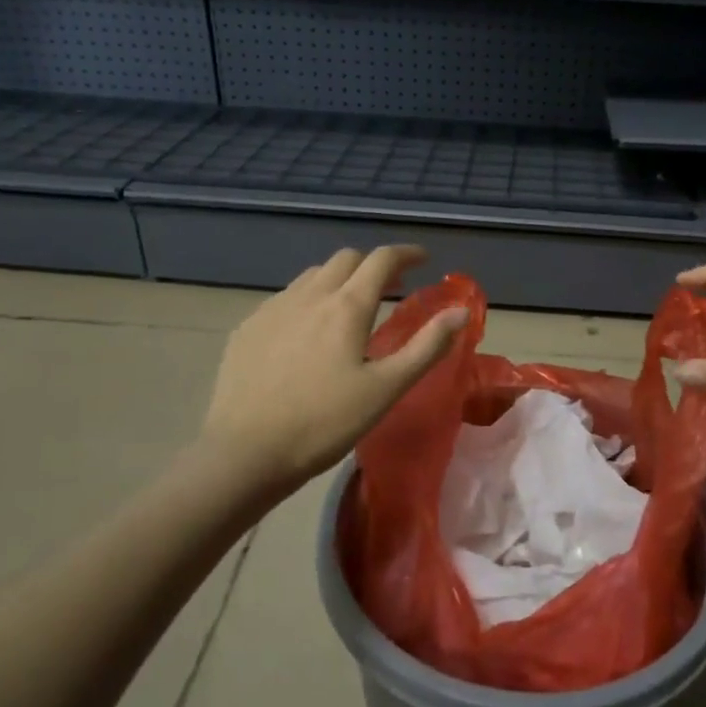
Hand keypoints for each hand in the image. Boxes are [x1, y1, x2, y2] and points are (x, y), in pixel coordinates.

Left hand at [200, 245, 467, 501]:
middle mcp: (309, 295)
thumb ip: (427, 346)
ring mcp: (272, 309)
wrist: (244, 453)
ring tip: (349, 308)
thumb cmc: (325, 423)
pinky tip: (306, 333)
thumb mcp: (386, 388)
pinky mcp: (247, 328)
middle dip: (372, 265)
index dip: (406, 254)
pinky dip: (308, 301)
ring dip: (338, 279)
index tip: (423, 259)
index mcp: (347, 306)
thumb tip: (461, 312)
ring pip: (312, 276)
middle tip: (391, 287)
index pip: (381, 260)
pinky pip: (285, 298)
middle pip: (345, 259)